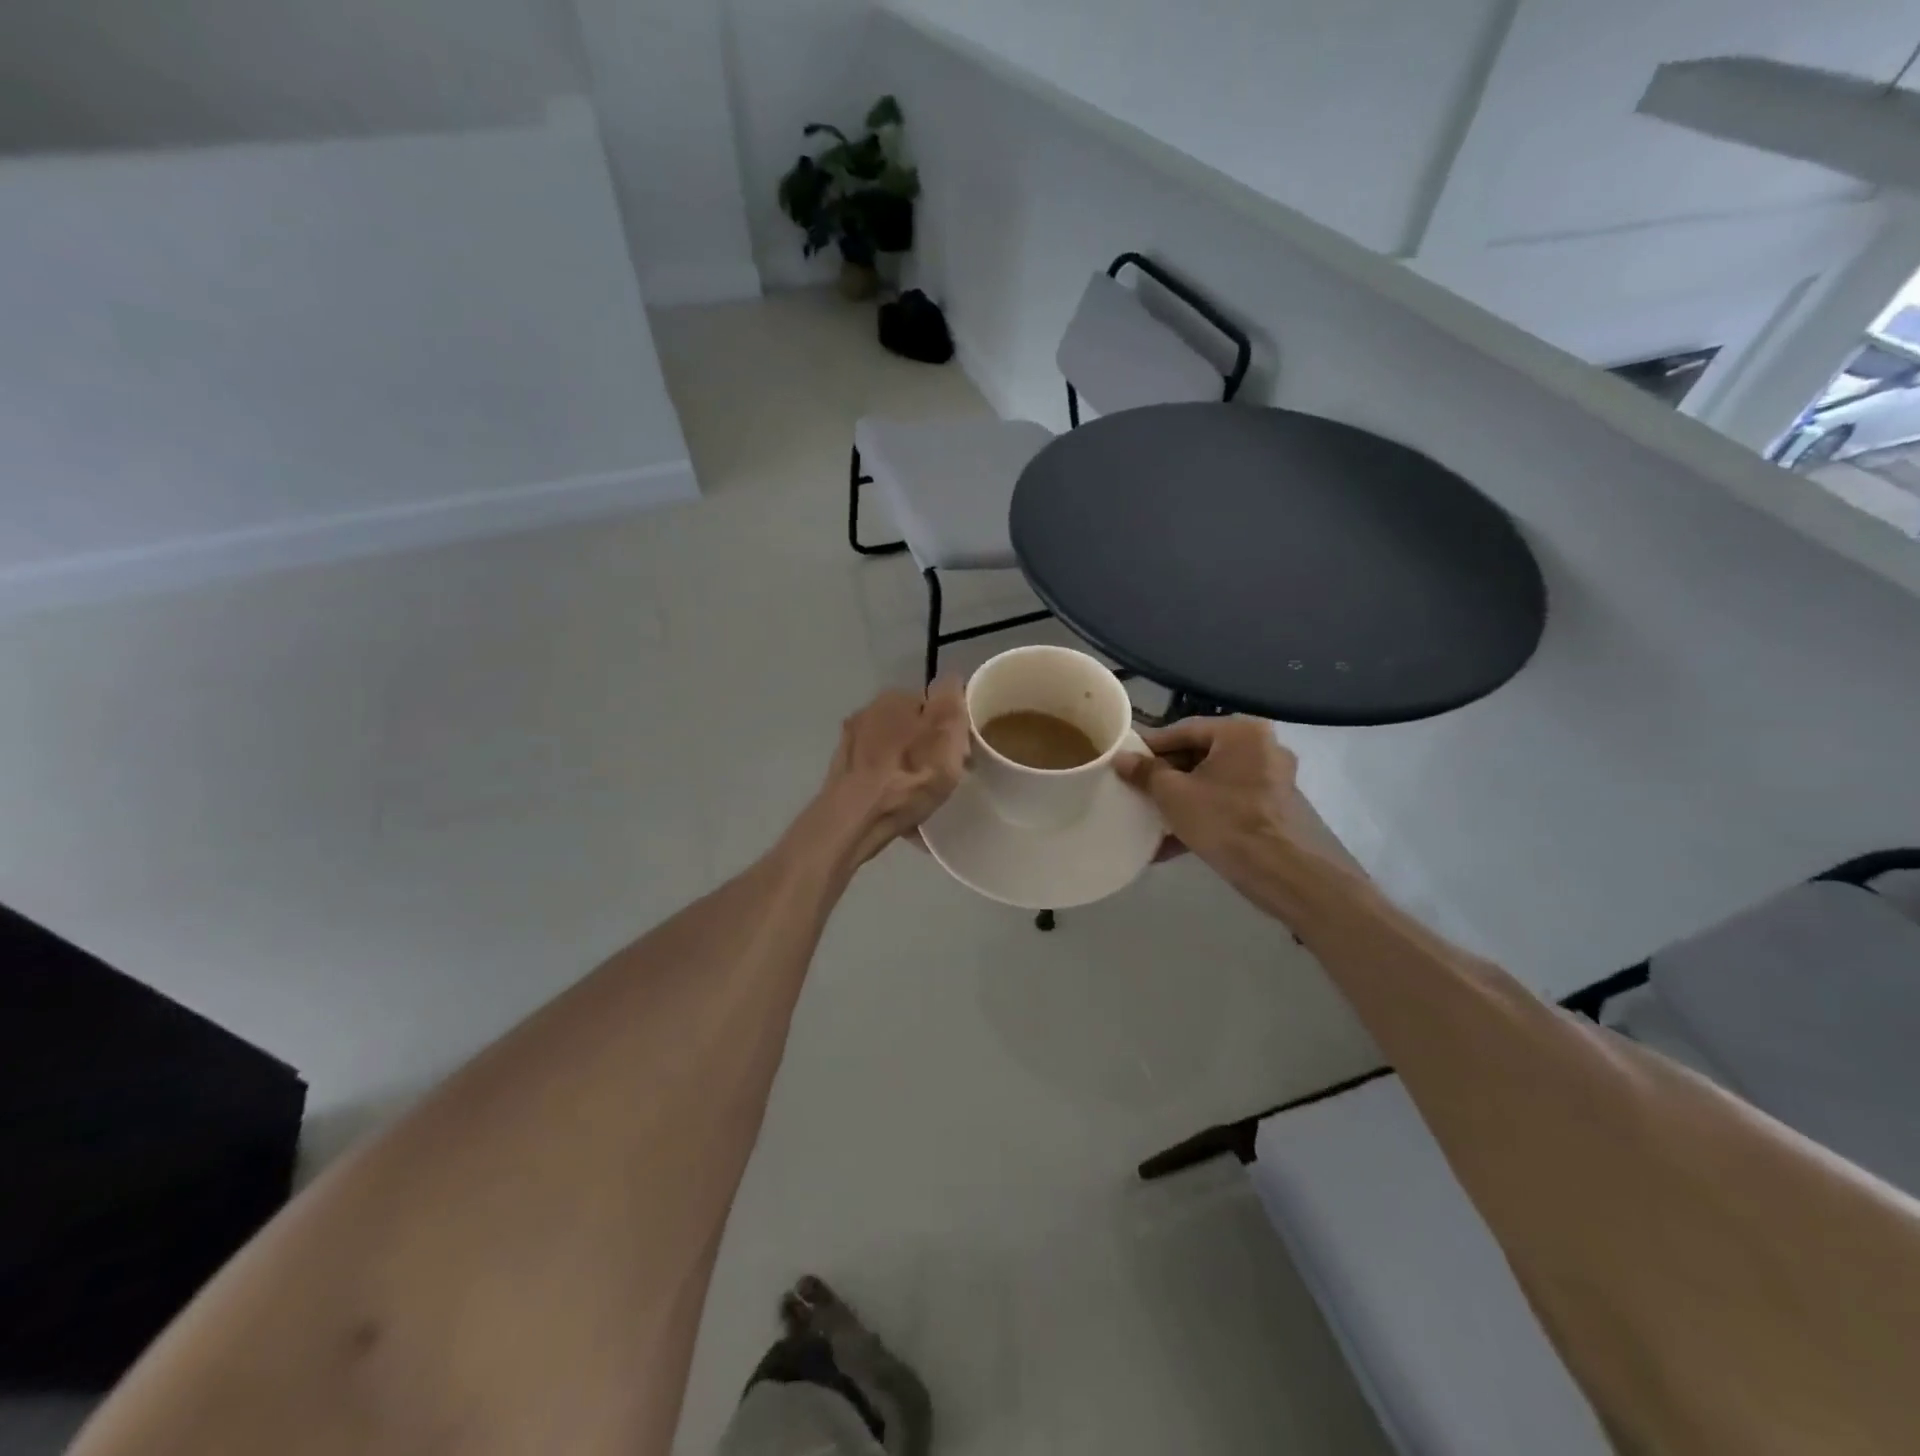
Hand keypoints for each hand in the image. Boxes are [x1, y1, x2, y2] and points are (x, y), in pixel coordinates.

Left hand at [813, 679, 970, 865]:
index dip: (950, 727)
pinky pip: (877, 773)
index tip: (959, 753)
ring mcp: (850, 742)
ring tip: (919, 795)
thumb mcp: (946, 733)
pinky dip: (888, 783)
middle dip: (926, 746)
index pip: (933, 703)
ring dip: (906, 766)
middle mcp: (868, 711)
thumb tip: (951, 680)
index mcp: (895, 698)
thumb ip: (951, 700)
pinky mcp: (842, 771)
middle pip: (911, 726)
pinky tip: (896, 806)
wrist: (856, 818)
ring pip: (893, 750)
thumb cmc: (909, 776)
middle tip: (942, 775)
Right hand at [1114, 718, 1364, 922]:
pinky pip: (1229, 803)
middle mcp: (1263, 747)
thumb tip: (1121, 759)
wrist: (1280, 872)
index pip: (1184, 730)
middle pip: (1201, 755)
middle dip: (1166, 776)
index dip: (1150, 747)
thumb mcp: (1173, 794)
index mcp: (1241, 732)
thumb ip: (1145, 772)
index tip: (1125, 761)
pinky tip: (1172, 842)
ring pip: (1214, 782)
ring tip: (1150, 817)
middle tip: (1136, 790)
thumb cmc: (1224, 820)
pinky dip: (1203, 815)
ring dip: (1181, 800)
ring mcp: (1272, 780)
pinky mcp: (1274, 809)